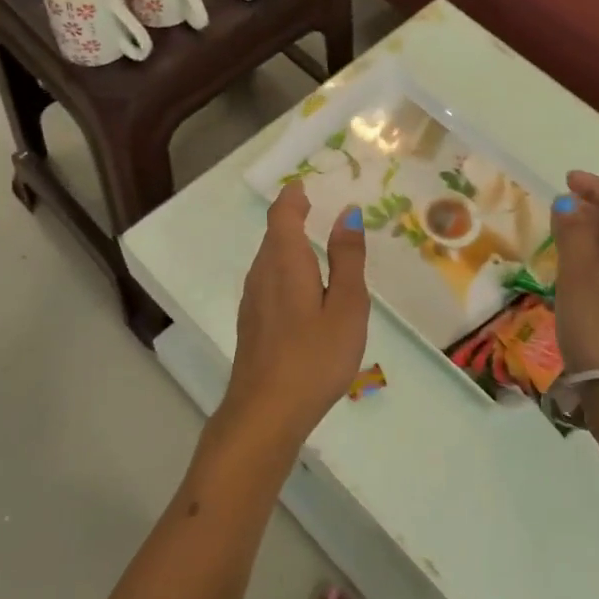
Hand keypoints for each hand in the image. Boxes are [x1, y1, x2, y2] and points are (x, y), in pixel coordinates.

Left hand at [216, 182, 368, 459]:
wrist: (265, 412)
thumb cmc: (314, 357)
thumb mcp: (346, 307)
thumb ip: (347, 259)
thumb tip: (347, 213)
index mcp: (285, 261)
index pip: (284, 214)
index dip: (294, 197)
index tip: (306, 185)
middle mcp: (262, 273)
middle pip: (274, 235)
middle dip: (293, 218)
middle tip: (317, 210)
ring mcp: (252, 300)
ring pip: (269, 260)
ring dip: (288, 246)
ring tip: (316, 248)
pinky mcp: (251, 324)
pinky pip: (268, 282)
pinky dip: (285, 271)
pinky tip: (303, 292)